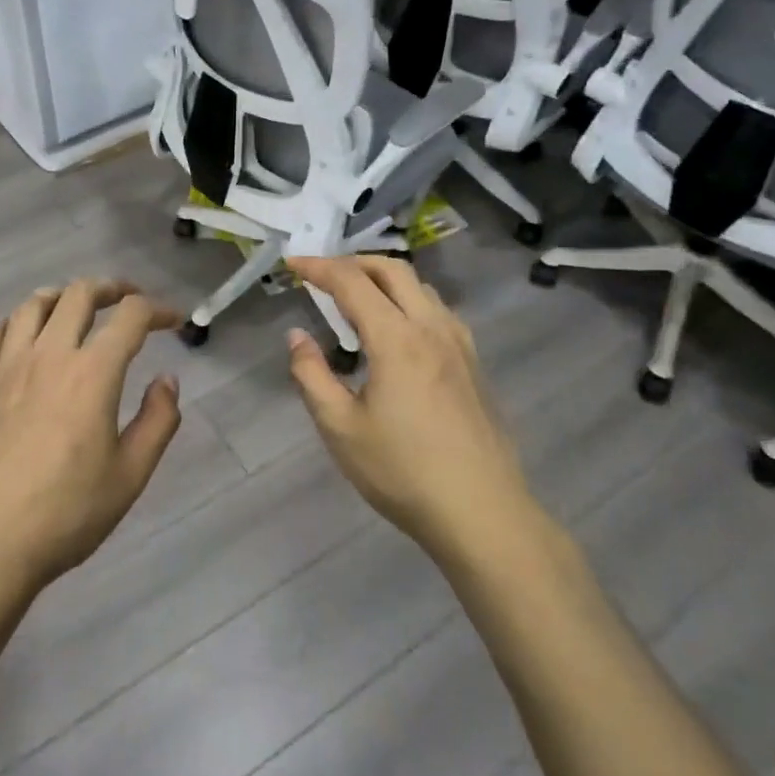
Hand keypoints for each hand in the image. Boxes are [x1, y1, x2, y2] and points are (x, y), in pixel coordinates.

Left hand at [0, 280, 183, 604]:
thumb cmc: (66, 513)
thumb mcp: (130, 475)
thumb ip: (158, 420)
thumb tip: (166, 380)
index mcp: (92, 372)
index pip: (130, 316)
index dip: (158, 310)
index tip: (174, 320)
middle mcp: (49, 354)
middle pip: (79, 294)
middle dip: (112, 288)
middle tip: (129, 300)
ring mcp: (8, 366)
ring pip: (34, 304)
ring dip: (63, 296)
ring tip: (78, 308)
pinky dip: (18, 322)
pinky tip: (26, 337)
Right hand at [286, 256, 534, 565]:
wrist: (483, 513)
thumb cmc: (403, 472)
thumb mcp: (340, 428)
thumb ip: (311, 375)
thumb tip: (297, 336)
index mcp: (396, 338)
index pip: (351, 282)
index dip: (318, 267)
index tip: (291, 262)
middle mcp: (431, 328)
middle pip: (392, 270)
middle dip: (352, 262)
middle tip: (322, 274)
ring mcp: (459, 344)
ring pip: (420, 287)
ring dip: (383, 278)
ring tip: (356, 297)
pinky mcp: (473, 363)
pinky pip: (437, 310)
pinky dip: (408, 299)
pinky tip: (397, 329)